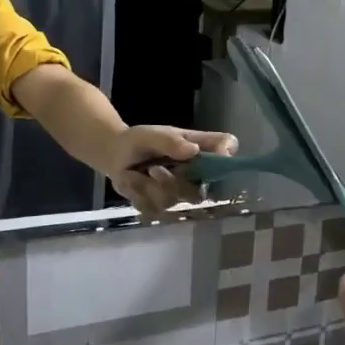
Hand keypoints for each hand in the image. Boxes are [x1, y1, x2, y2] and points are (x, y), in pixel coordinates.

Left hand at [105, 125, 237, 214]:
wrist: (116, 156)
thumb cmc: (139, 141)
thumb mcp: (150, 135)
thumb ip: (170, 141)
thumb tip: (193, 150)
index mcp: (200, 149)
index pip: (228, 148)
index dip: (227, 156)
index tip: (212, 156)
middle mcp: (197, 173)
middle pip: (203, 189)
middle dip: (174, 183)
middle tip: (153, 169)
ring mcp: (181, 194)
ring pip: (175, 201)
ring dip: (150, 188)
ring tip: (135, 173)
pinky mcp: (163, 208)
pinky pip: (155, 209)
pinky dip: (138, 195)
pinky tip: (132, 182)